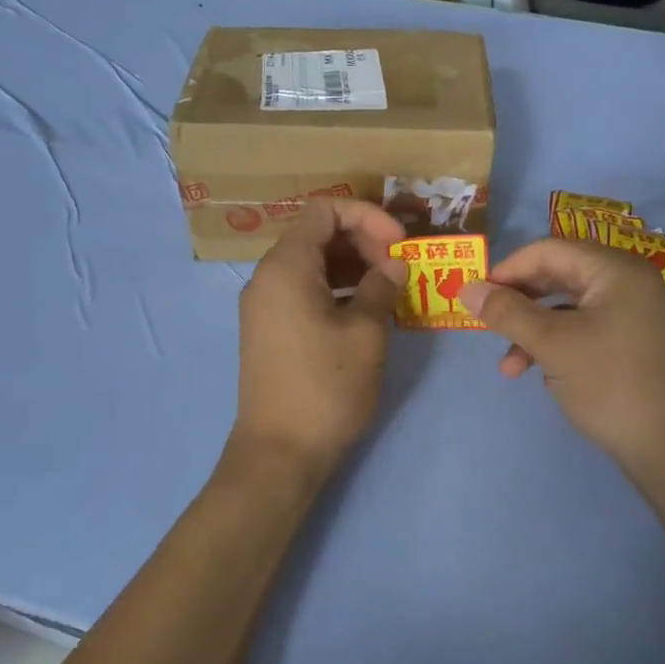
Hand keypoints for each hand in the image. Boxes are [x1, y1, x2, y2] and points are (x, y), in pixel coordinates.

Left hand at [232, 200, 404, 479]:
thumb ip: (381, 287)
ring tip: (390, 290)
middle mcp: (268, 277)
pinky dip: (337, 290)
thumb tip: (393, 265)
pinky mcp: (270, 330)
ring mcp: (265, 305)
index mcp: (286, 266)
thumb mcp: (366, 333)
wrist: (280, 452)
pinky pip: (305, 291)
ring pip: (313, 265)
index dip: (368, 216)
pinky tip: (367, 312)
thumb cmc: (326, 386)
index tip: (399, 244)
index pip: (325, 210)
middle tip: (398, 269)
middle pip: (317, 235)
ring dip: (353, 268)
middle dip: (363, 241)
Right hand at [459, 238, 664, 478]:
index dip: (508, 269)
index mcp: (617, 270)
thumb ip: (507, 312)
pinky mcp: (639, 344)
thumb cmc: (610, 384)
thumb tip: (467, 288)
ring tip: (511, 369)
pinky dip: (561, 346)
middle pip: (560, 276)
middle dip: (520, 305)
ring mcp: (639, 314)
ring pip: (571, 309)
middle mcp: (632, 283)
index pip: (549, 251)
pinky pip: (589, 330)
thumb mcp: (551, 345)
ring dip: (535, 333)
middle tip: (489, 327)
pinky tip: (548, 377)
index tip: (477, 296)